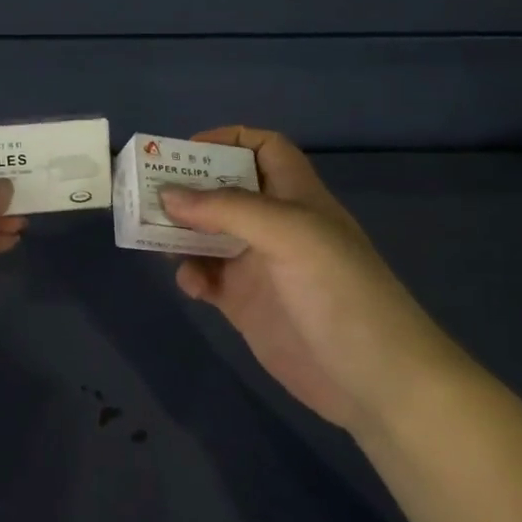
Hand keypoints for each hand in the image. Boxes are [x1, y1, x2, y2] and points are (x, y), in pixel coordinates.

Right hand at [160, 127, 470, 432]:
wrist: (373, 380)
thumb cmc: (340, 293)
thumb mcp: (290, 235)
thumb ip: (228, 210)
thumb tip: (167, 194)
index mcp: (296, 196)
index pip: (263, 148)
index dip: (227, 141)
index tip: (183, 152)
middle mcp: (275, 225)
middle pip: (224, 190)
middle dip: (188, 188)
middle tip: (147, 194)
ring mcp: (259, 266)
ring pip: (208, 234)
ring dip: (180, 232)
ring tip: (155, 238)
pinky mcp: (245, 304)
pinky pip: (207, 277)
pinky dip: (192, 275)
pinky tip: (192, 286)